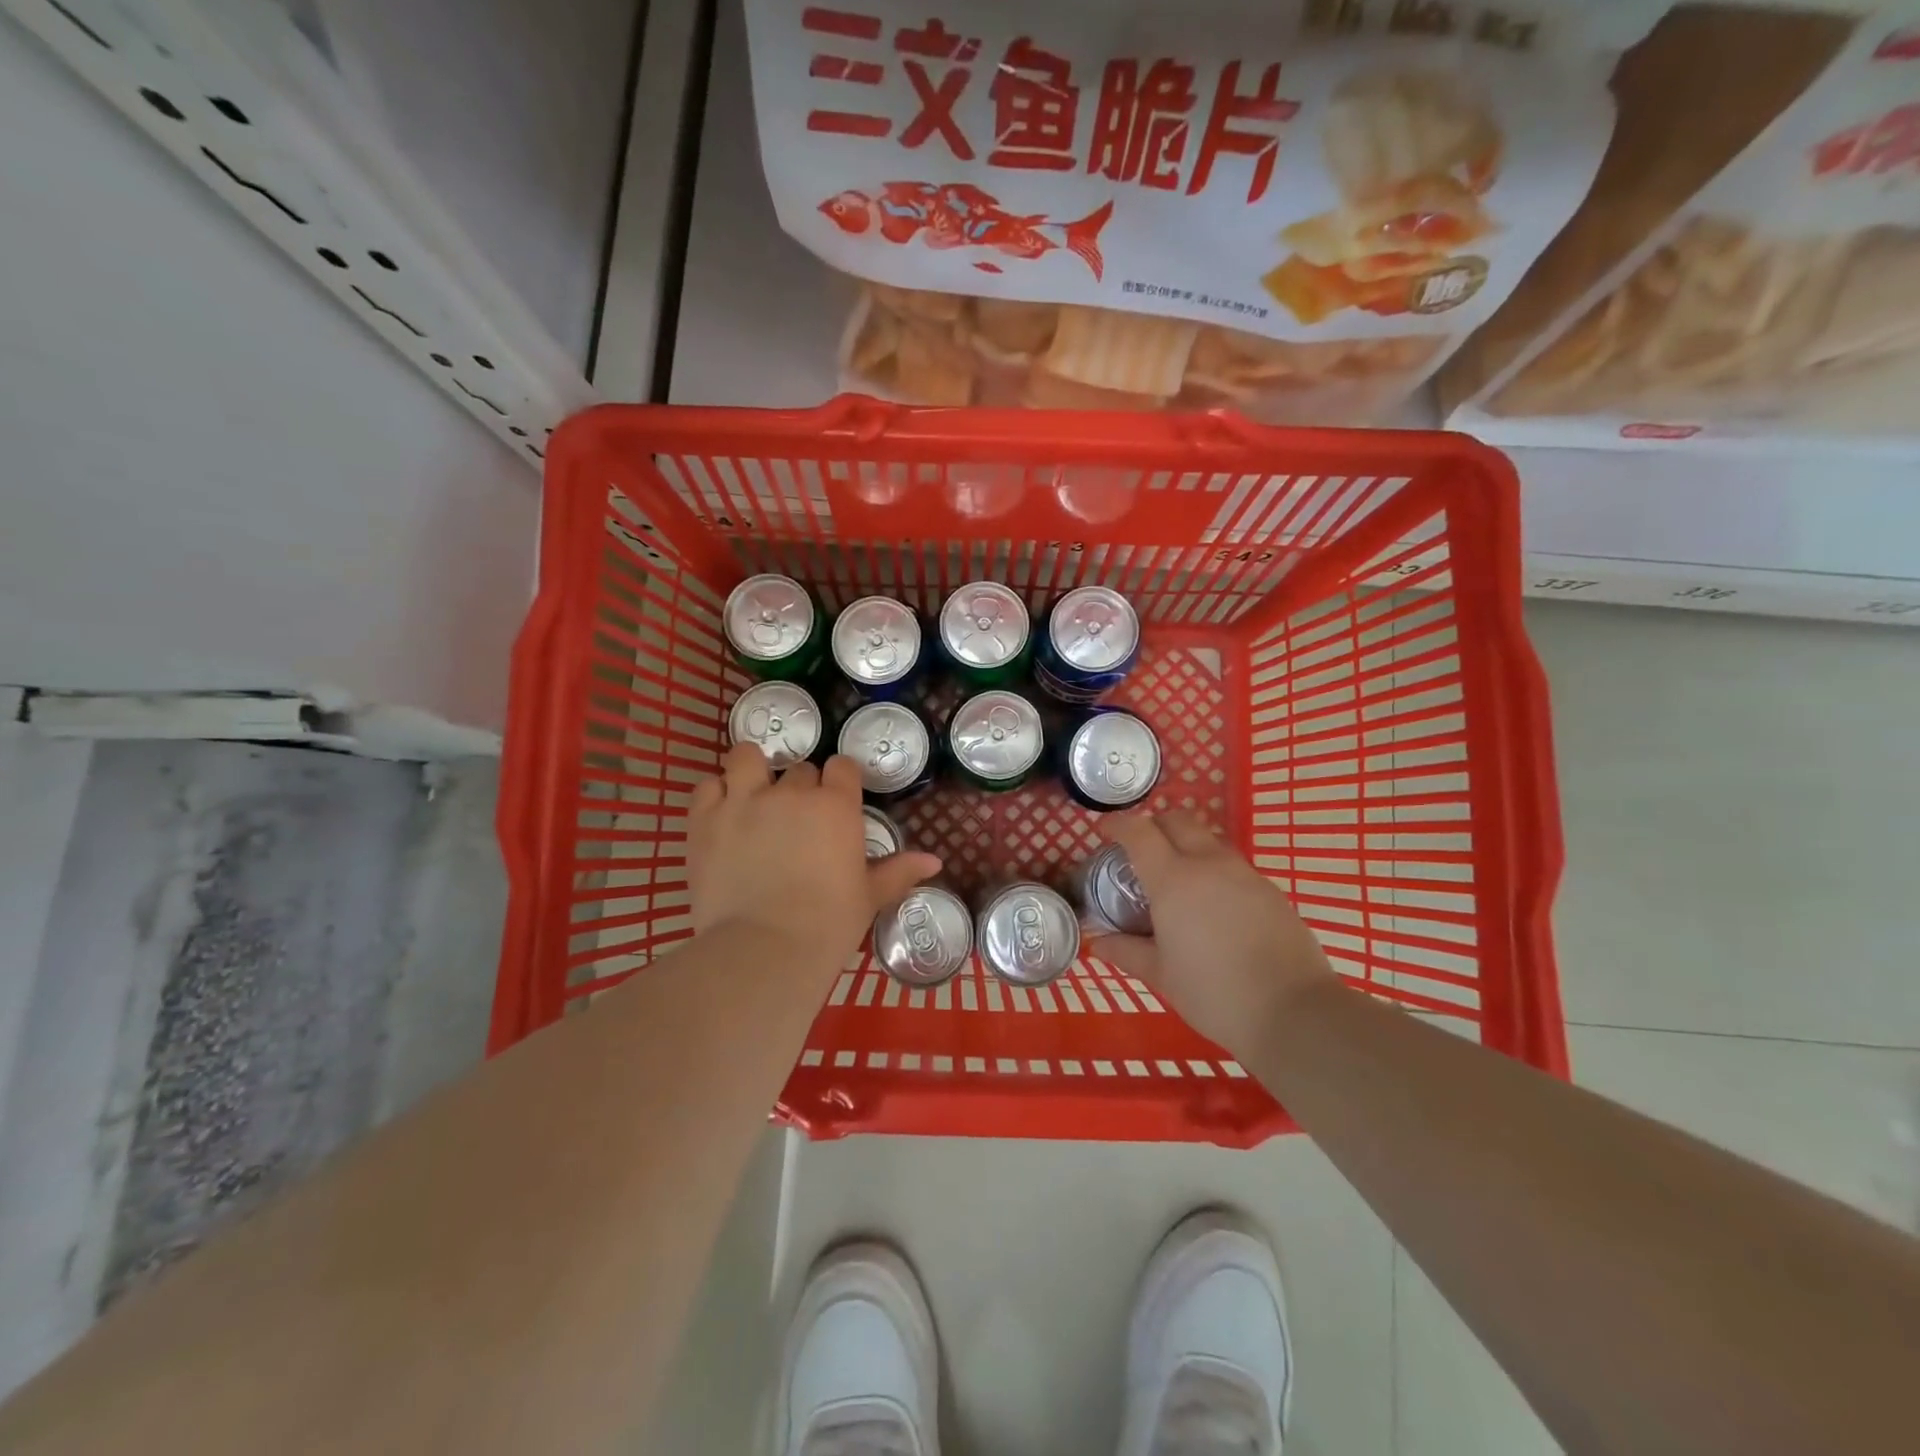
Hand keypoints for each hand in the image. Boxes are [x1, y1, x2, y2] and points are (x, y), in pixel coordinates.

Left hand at [688, 744, 941, 971]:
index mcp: (836, 805)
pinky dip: (715, 794)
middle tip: (796, 822)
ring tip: (752, 795)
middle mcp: (791, 792)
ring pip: (747, 757)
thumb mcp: (869, 897)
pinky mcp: (705, 818)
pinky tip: (722, 813)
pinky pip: (707, 785)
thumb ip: (899, 871)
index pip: (842, 766)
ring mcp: (744, 800)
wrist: (765, 950)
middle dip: (800, 788)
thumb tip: (935, 861)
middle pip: (799, 770)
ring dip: (752, 770)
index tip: (836, 802)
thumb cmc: (828, 925)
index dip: (839, 782)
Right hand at [1091, 810, 1334, 1056]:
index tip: (1105, 832)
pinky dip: (1213, 870)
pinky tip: (1213, 906)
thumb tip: (1097, 941)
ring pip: (1208, 840)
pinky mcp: (1270, 890)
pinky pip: (1233, 865)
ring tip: (1177, 881)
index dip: (1118, 824)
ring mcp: (1244, 874)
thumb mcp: (1161, 975)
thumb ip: (1126, 951)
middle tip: (1140, 851)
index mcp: (1173, 879)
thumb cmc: (1214, 993)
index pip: (1139, 832)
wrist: (1294, 1012)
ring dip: (1186, 846)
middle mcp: (1208, 864)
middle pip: (1177, 820)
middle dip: (1154, 825)